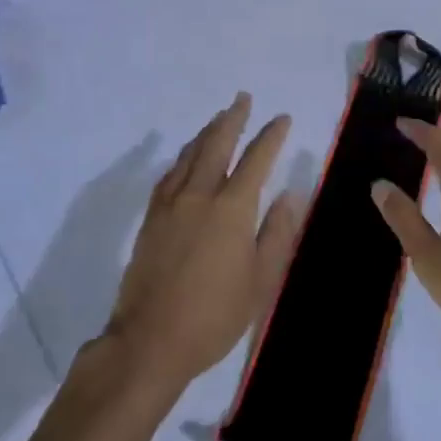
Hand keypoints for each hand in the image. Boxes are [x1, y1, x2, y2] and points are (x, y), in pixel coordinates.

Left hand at [106, 93, 300, 397]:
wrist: (150, 341)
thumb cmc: (214, 316)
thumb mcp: (260, 281)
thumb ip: (276, 234)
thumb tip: (289, 195)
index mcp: (231, 209)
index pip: (256, 159)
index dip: (270, 136)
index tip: (282, 118)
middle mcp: (200, 195)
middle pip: (217, 145)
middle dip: (232, 119)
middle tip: (242, 99)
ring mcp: (170, 205)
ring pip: (190, 155)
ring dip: (206, 133)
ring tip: (217, 119)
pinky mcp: (151, 219)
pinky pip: (169, 175)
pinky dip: (182, 158)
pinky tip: (185, 158)